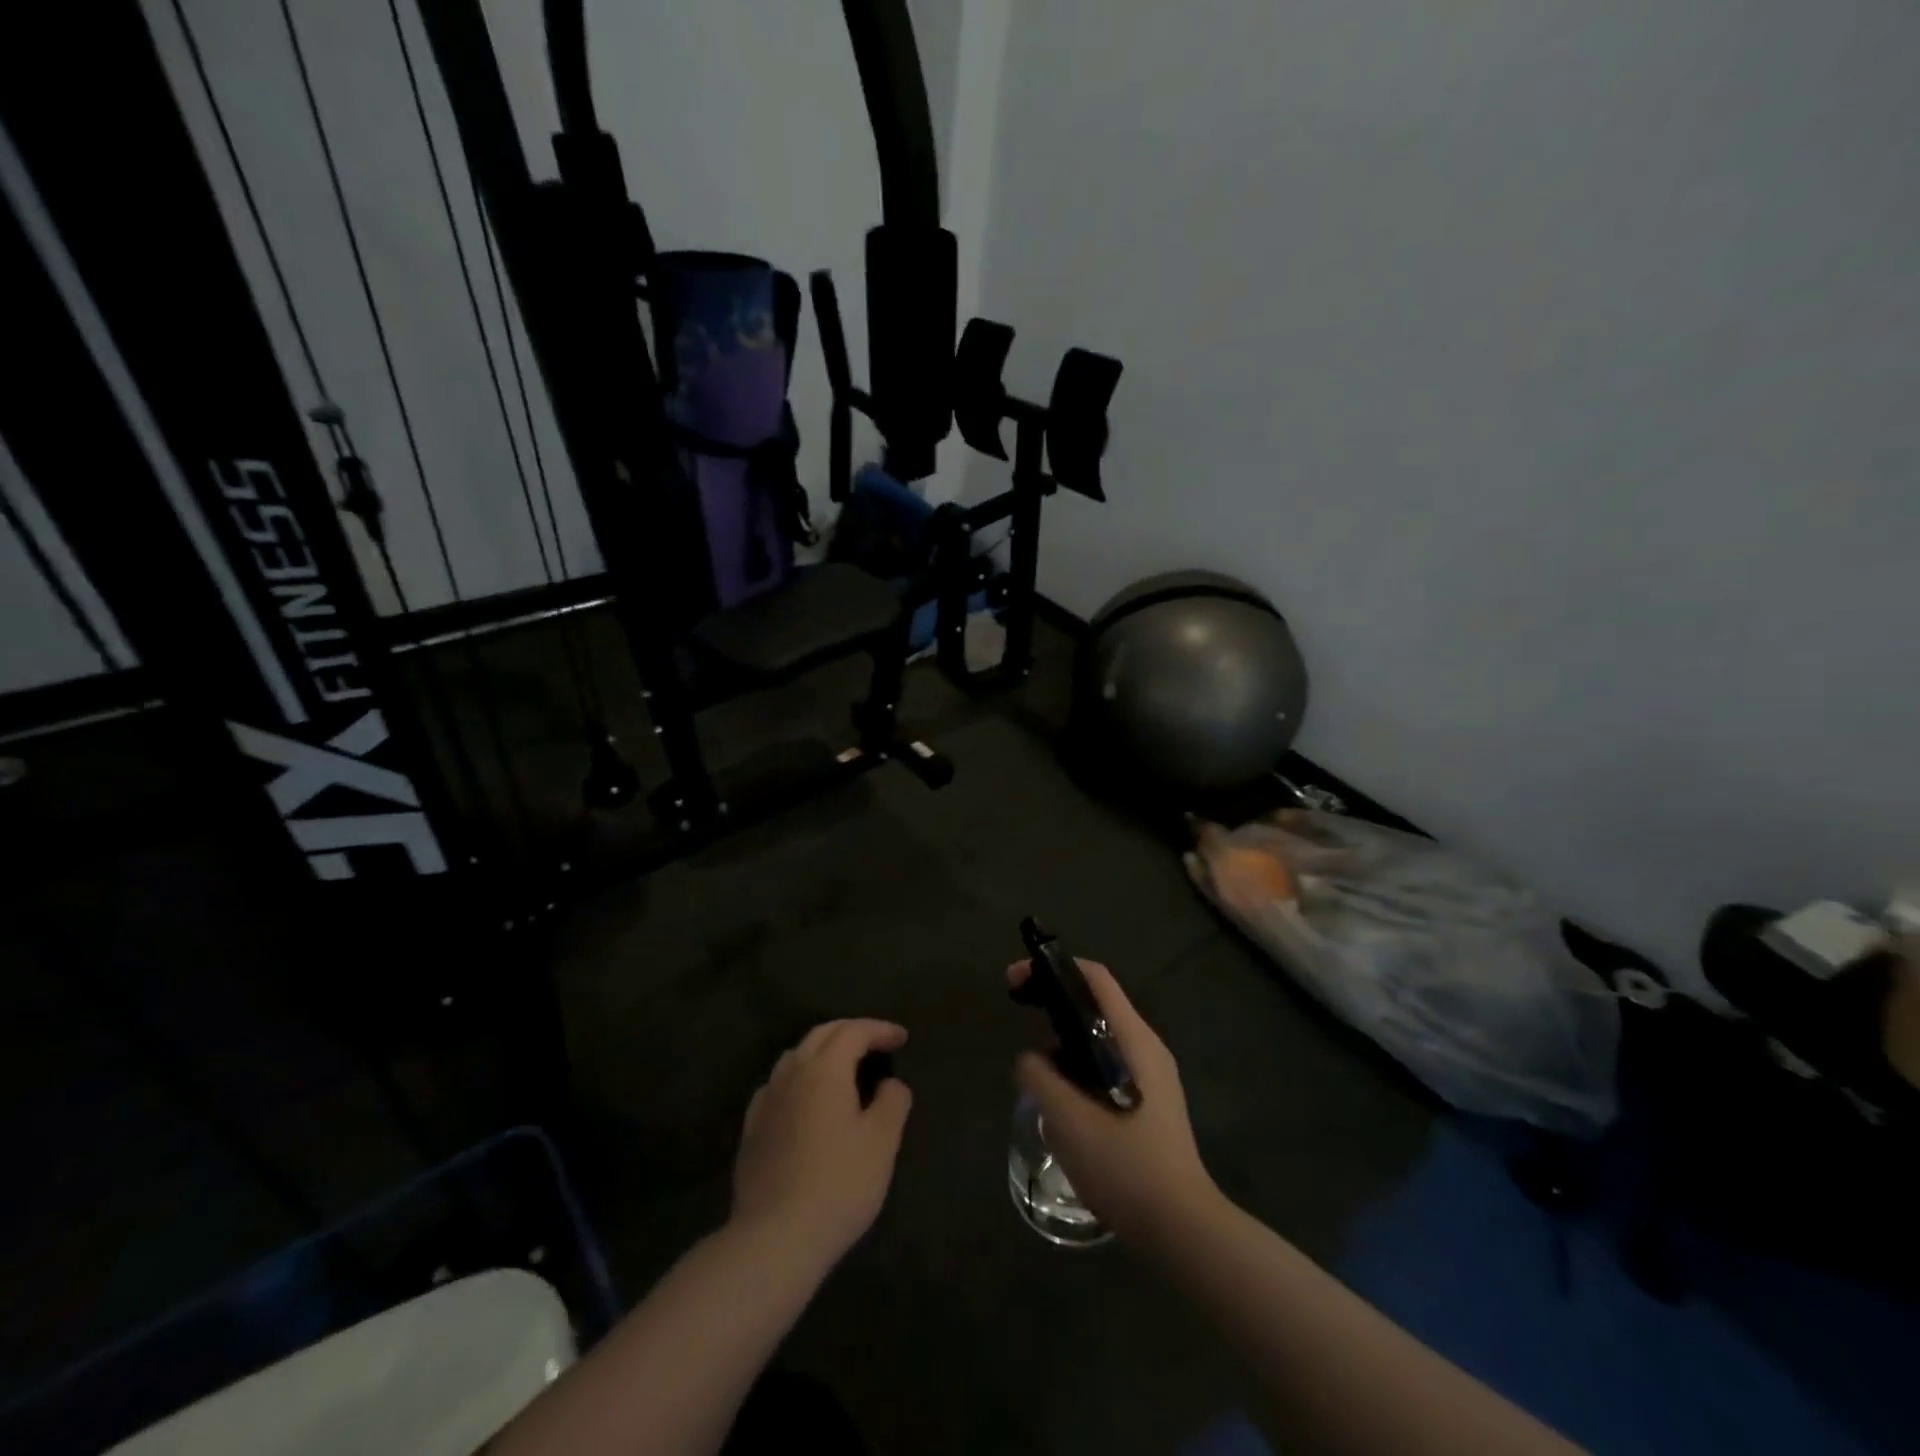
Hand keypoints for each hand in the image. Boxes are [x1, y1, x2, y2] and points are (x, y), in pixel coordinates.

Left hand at [731, 1019, 912, 1270]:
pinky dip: (798, 1078)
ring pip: (796, 1056)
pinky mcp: (751, 1129)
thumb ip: (892, 1102)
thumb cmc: (839, 1184)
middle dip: (851, 1031)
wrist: (774, 1238)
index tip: (902, 1038)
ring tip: (843, 1067)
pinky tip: (804, 1099)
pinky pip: (777, 1085)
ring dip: (822, 1051)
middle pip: (822, 1035)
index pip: (854, 1031)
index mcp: (825, 1068)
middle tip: (876, 1043)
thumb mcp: (882, 1142)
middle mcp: (792, 1073)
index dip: (880, 1030)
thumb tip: (890, 1083)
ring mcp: (766, 1100)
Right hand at [1010, 960, 1218, 1245]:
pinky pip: (1107, 1065)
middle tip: (1019, 1016)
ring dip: (1065, 1041)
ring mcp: (1153, 1076)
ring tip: (1036, 1070)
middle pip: (1096, 1004)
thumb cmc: (1125, 1166)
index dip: (1053, 968)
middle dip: (1054, 1002)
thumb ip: (1040, 1077)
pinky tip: (1063, 1100)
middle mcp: (1147, 1047)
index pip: (1095, 978)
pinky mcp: (1150, 1102)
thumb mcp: (1068, 1119)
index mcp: (1133, 1039)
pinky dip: (1079, 1066)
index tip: (1016, 979)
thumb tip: (1031, 1060)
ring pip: (1100, 1038)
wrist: (1182, 1229)